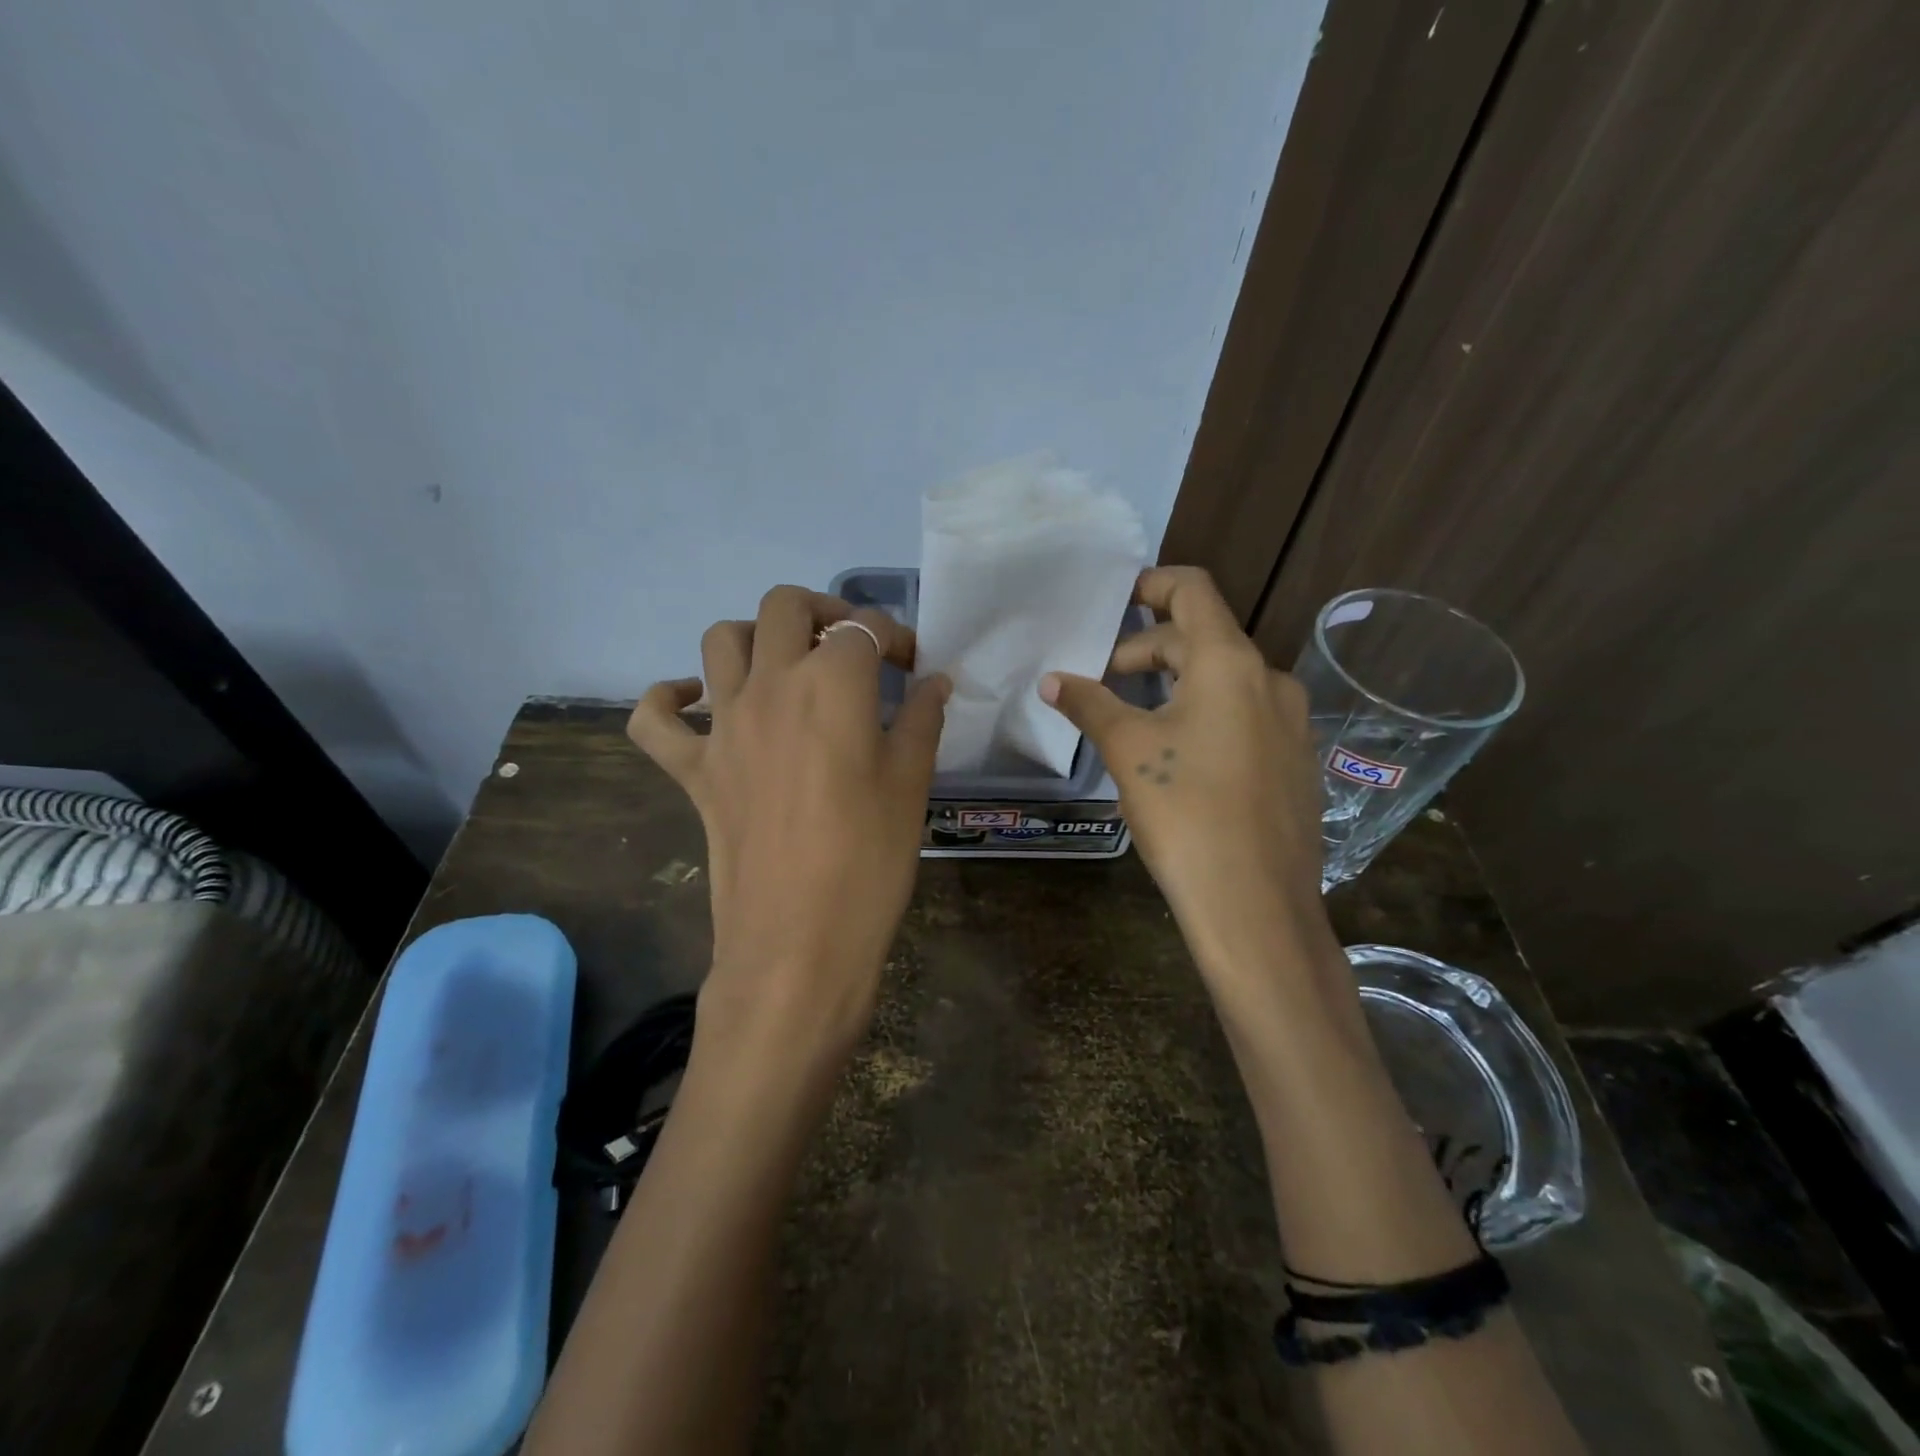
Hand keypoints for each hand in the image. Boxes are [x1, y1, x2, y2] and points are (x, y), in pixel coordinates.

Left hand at [628, 586, 949, 1060]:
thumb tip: (935, 682)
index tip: (914, 667)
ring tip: (787, 667)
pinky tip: (699, 703)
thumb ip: (922, 721)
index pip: (866, 629)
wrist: (799, 943)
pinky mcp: (692, 769)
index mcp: (833, 684)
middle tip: (851, 649)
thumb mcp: (911, 785)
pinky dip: (670, 699)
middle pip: (784, 607)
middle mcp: (771, 686)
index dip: (897, 639)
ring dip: (756, 638)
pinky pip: (654, 718)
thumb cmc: (869, 862)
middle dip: (824, 613)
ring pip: (720, 640)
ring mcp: (722, 726)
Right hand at [1040, 567, 1336, 1004]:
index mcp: (1230, 663)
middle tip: (1106, 680)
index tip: (1117, 599)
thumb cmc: (1185, 812)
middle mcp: (1270, 680)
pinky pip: (1246, 716)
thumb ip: (1090, 704)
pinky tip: (1181, 756)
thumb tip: (1051, 680)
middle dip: (1150, 649)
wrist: (1256, 904)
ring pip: (1225, 680)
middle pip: (1204, 638)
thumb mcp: (1128, 750)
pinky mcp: (1295, 762)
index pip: (1194, 591)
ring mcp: (1291, 723)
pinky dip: (1208, 713)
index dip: (1153, 583)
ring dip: (1178, 683)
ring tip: (1137, 717)